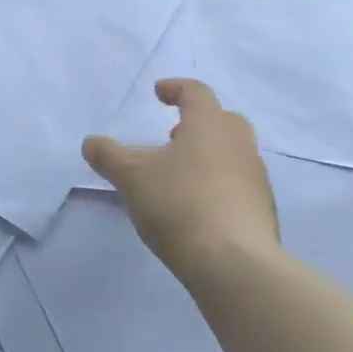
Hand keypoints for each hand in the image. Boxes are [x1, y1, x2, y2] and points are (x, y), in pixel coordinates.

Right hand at [83, 79, 281, 284]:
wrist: (234, 263)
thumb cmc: (179, 204)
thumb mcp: (131, 177)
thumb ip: (108, 156)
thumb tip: (91, 143)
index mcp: (210, 125)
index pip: (196, 93)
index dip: (175, 88)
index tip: (159, 92)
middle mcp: (239, 144)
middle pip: (221, 121)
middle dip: (197, 123)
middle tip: (173, 134)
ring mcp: (255, 178)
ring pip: (231, 153)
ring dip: (207, 155)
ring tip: (179, 174)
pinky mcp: (261, 210)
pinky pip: (237, 184)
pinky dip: (217, 184)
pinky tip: (195, 206)